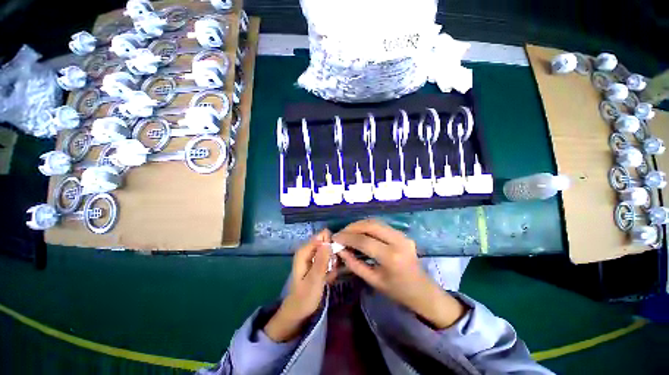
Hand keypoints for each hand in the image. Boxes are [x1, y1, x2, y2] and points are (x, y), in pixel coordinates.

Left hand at [264, 230, 336, 341]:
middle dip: (332, 256)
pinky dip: (330, 269)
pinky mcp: (316, 263)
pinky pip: (328, 260)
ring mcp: (312, 257)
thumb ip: (322, 260)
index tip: (334, 259)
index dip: (331, 244)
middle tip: (330, 270)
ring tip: (328, 277)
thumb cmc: (305, 297)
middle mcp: (308, 250)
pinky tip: (327, 279)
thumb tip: (329, 242)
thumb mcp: (315, 279)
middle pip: (327, 243)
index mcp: (305, 250)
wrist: (298, 312)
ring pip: (329, 252)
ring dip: (332, 264)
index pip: (323, 235)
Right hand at [333, 219, 466, 329]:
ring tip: (348, 232)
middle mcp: (398, 241)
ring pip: (376, 222)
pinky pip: (381, 225)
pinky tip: (360, 232)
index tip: (335, 238)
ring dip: (359, 225)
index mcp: (391, 257)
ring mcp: (402, 235)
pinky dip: (368, 226)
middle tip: (341, 233)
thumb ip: (354, 264)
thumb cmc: (398, 291)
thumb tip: (340, 250)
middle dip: (352, 227)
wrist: (423, 291)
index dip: (347, 237)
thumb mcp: (373, 281)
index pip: (363, 241)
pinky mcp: (403, 233)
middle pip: (370, 225)